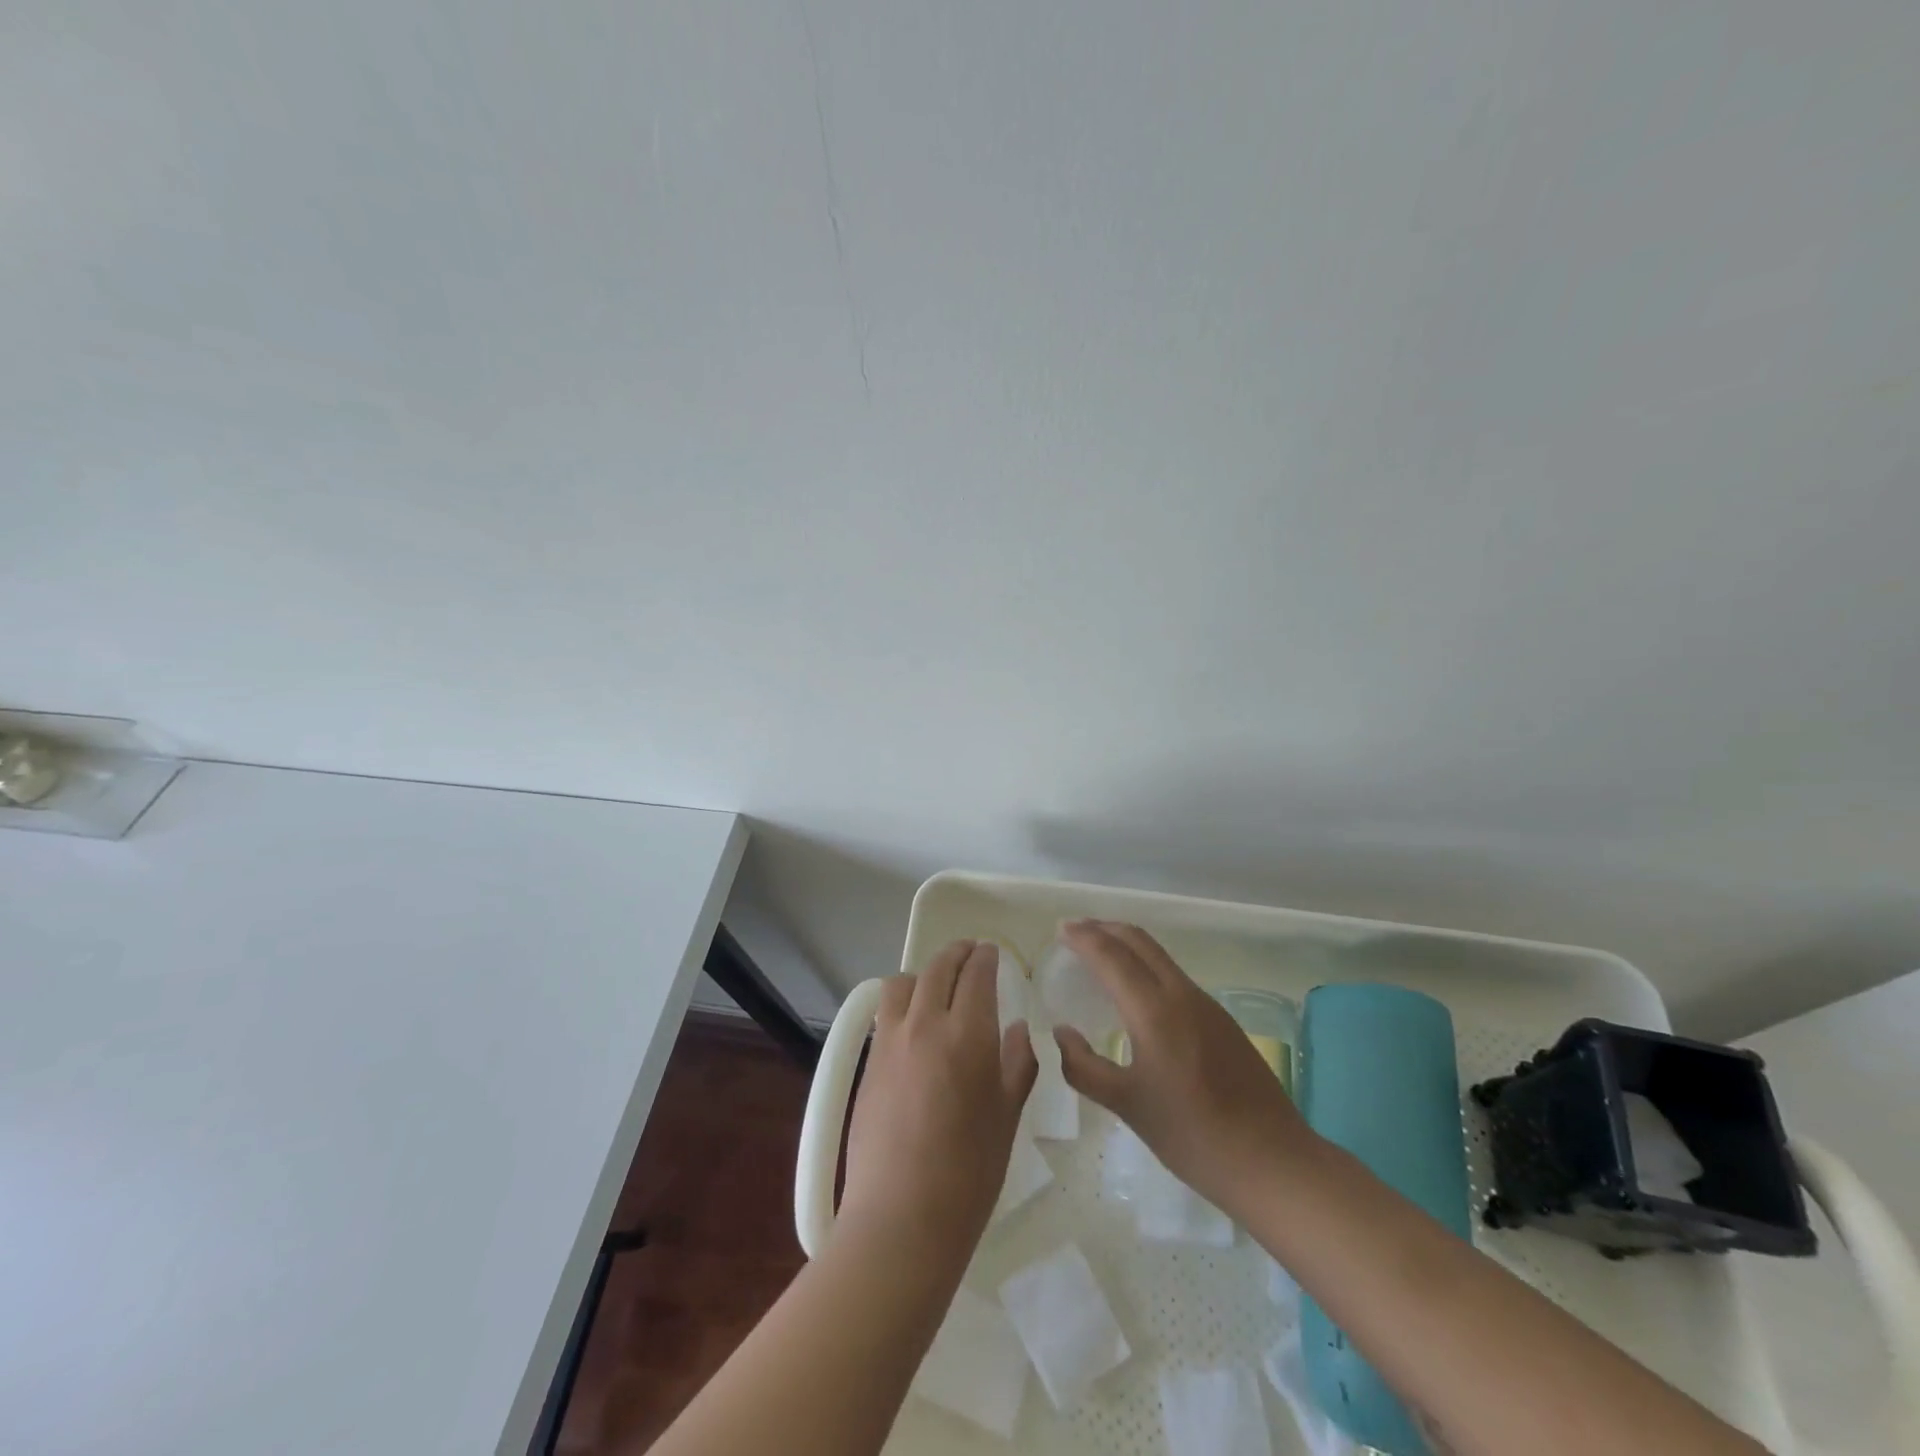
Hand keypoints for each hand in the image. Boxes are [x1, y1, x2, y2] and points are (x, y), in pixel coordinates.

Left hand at [839, 940, 1038, 1265]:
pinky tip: (914, 1023)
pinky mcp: (869, 1062)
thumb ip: (1018, 1063)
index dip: (986, 957)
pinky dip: (903, 1001)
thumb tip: (1017, 1028)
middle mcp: (926, 1024)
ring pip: (903, 982)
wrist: (903, 1217)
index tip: (992, 952)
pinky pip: (886, 1013)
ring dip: (924, 974)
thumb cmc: (970, 1171)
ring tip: (937, 986)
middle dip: (957, 953)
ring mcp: (891, 1041)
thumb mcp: (1008, 1116)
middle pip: (938, 967)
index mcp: (968, 1033)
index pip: (976, 973)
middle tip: (970, 953)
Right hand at [1052, 920, 1313, 1216]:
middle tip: (1074, 931)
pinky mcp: (1221, 1019)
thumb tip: (1061, 1031)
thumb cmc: (1193, 1136)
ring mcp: (1206, 1005)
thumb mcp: (1127, 1106)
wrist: (1273, 1161)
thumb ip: (1084, 1067)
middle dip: (1104, 928)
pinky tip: (1136, 991)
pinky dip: (1145, 965)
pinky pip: (1173, 975)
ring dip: (1126, 944)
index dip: (1083, 937)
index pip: (1111, 955)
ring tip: (1099, 954)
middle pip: (1139, 941)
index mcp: (1155, 1010)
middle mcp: (1181, 994)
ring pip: (1159, 956)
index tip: (1059, 929)